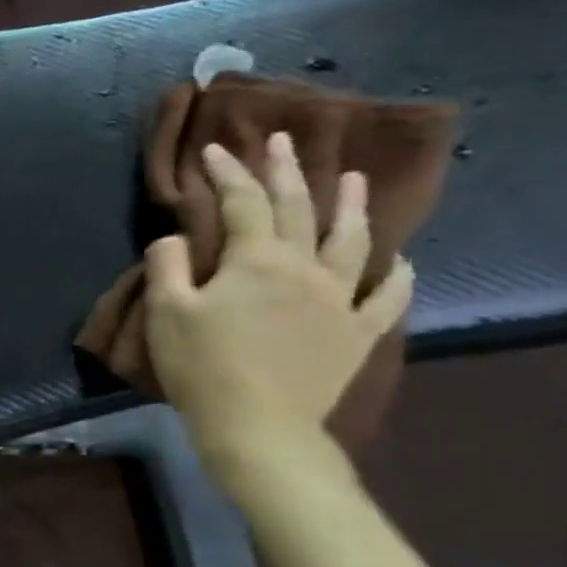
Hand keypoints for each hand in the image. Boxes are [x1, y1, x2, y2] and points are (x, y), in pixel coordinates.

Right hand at [145, 132, 414, 465]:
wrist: (257, 424)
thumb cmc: (202, 366)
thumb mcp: (166, 313)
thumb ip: (168, 266)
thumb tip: (175, 237)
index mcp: (255, 260)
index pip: (241, 203)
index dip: (227, 173)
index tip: (215, 149)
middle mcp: (304, 268)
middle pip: (299, 209)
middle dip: (287, 172)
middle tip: (284, 141)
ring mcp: (339, 300)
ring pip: (352, 242)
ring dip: (351, 207)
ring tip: (354, 179)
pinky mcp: (356, 334)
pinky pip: (386, 298)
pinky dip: (396, 276)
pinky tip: (399, 262)